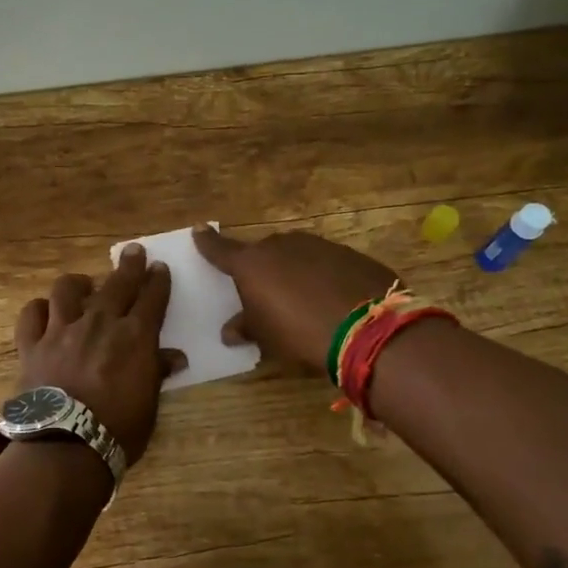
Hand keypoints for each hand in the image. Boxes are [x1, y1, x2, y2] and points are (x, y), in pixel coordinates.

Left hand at [14, 244, 184, 465]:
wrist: (65, 445)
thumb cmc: (118, 431)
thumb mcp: (149, 405)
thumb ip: (157, 373)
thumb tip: (175, 358)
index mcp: (135, 337)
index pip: (152, 299)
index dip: (158, 281)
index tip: (159, 267)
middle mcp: (99, 323)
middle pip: (117, 284)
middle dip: (128, 266)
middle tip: (133, 252)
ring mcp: (62, 330)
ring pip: (67, 290)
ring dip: (78, 282)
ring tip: (83, 283)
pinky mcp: (32, 345)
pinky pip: (31, 315)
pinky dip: (38, 309)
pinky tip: (44, 311)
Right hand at [192, 225, 398, 374]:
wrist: (368, 328)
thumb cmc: (300, 332)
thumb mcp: (267, 337)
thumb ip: (246, 328)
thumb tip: (230, 331)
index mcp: (252, 264)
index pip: (221, 250)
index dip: (208, 243)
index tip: (199, 230)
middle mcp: (282, 246)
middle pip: (263, 253)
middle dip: (262, 268)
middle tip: (265, 291)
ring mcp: (319, 245)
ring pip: (297, 254)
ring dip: (294, 271)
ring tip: (301, 297)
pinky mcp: (349, 254)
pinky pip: (326, 263)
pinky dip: (323, 276)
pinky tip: (332, 298)